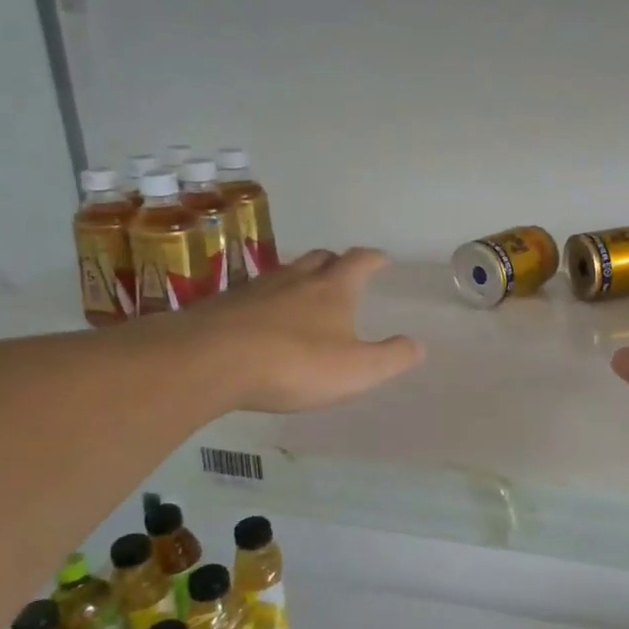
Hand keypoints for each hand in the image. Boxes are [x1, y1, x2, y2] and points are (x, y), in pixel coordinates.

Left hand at [137, 248, 422, 413]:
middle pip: (319, 258)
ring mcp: (255, 289)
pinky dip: (266, 301)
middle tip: (342, 273)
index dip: (374, 258)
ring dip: (299, 278)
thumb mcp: (357, 370)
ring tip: (303, 293)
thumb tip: (418, 345)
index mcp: (333, 289)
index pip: (360, 261)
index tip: (382, 258)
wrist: (210, 361)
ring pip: (284, 272)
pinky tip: (262, 320)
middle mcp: (296, 279)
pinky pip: (252, 294)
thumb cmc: (295, 363)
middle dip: (335, 262)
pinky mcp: (223, 305)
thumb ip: (391, 358)